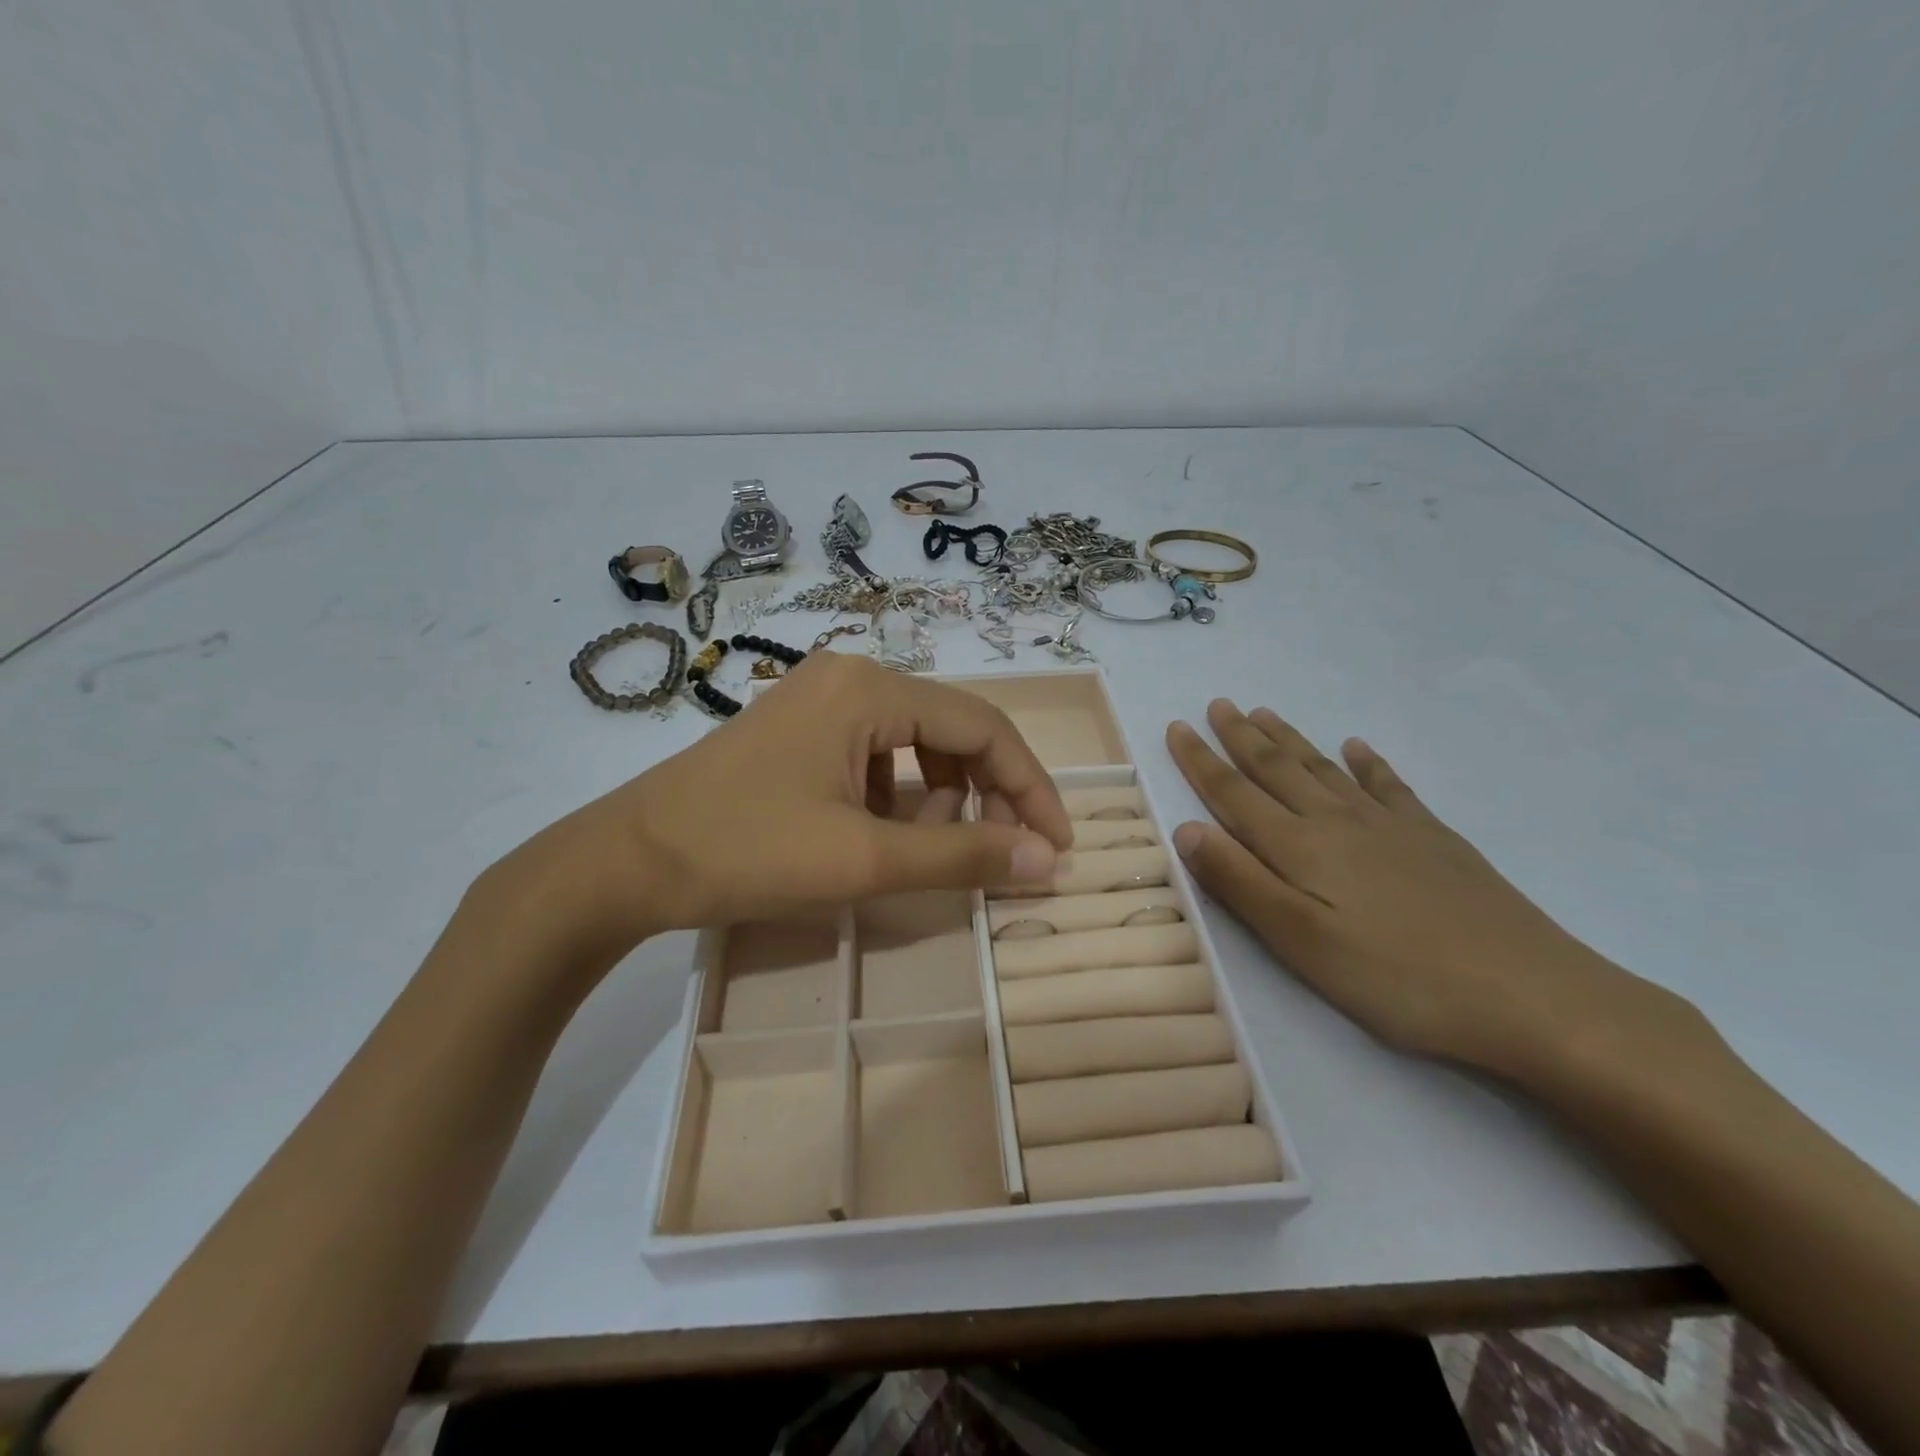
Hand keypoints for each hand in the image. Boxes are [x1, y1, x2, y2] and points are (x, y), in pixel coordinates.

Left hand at [481, 653, 1071, 972]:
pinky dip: (898, 793)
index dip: (1030, 787)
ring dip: (940, 794)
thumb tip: (1046, 860)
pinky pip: (876, 752)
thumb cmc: (746, 852)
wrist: (625, 862)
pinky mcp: (801, 727)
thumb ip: (961, 855)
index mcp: (870, 687)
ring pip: (916, 741)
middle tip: (995, 854)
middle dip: (986, 793)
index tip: (1055, 845)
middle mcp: (851, 675)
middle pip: (953, 728)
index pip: (984, 727)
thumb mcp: (863, 860)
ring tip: (926, 847)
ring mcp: (821, 697)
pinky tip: (878, 834)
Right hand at [1166, 700, 1687, 1079]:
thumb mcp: (1301, 942)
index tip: (1176, 727)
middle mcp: (1337, 823)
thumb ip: (1241, 883)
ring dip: (1290, 740)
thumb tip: (1187, 830)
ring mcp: (1390, 826)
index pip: (1235, 794)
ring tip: (1264, 713)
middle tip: (1217, 704)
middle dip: (1240, 737)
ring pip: (1324, 769)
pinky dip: (1368, 763)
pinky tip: (1359, 746)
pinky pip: (1389, 786)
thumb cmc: (1397, 978)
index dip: (1201, 761)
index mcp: (1300, 848)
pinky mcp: (1433, 838)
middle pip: (1277, 769)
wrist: (1527, 993)